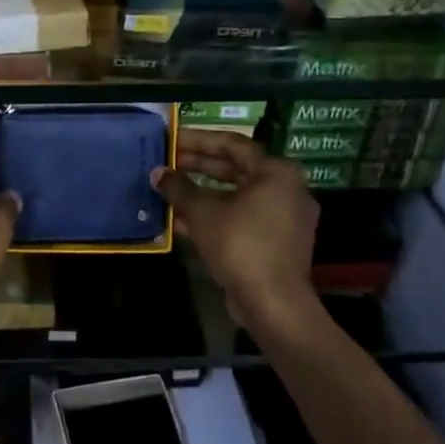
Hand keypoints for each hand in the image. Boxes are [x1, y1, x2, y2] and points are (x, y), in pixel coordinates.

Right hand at [152, 130, 317, 323]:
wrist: (273, 303)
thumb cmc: (240, 244)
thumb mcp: (202, 212)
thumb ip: (178, 188)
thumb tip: (158, 173)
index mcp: (276, 172)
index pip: (232, 144)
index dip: (198, 140)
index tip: (172, 140)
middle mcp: (286, 190)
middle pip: (236, 169)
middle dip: (198, 167)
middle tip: (168, 163)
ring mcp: (284, 218)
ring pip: (237, 196)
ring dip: (203, 194)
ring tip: (170, 190)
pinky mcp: (277, 243)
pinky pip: (242, 219)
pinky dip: (216, 216)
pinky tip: (182, 221)